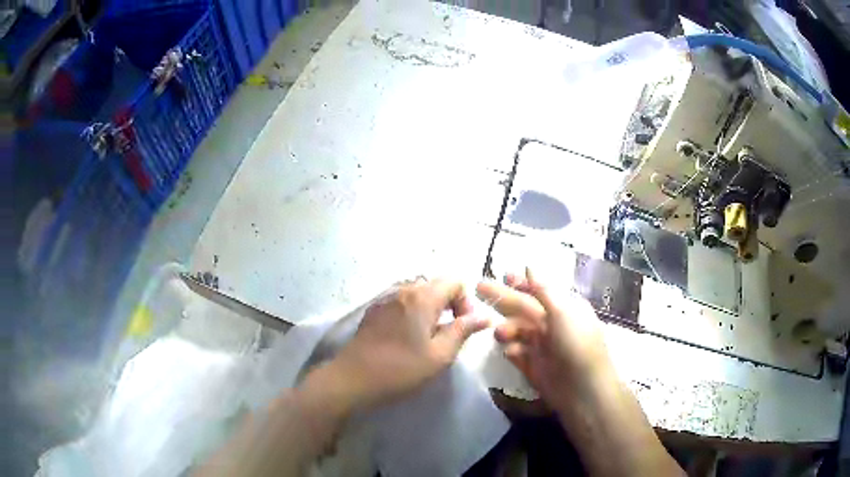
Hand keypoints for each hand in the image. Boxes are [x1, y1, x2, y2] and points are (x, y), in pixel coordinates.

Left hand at [326, 279, 489, 410]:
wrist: (353, 378)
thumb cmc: (401, 369)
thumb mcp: (440, 355)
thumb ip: (463, 331)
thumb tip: (484, 316)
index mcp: (422, 297)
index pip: (454, 281)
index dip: (465, 301)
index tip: (462, 326)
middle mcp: (403, 290)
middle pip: (435, 284)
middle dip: (448, 304)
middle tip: (448, 333)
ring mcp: (385, 298)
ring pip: (417, 292)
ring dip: (429, 308)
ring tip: (428, 336)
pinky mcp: (373, 310)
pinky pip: (400, 300)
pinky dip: (411, 311)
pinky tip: (406, 336)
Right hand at [476, 268, 612, 407]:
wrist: (582, 390)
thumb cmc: (576, 344)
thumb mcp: (562, 312)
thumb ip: (543, 290)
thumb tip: (529, 266)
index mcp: (564, 308)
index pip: (539, 291)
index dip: (522, 283)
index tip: (503, 275)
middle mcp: (553, 324)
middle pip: (523, 308)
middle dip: (503, 298)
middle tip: (478, 287)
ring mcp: (542, 346)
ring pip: (518, 331)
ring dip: (507, 329)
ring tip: (500, 333)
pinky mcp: (533, 366)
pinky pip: (517, 353)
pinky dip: (512, 350)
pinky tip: (510, 351)